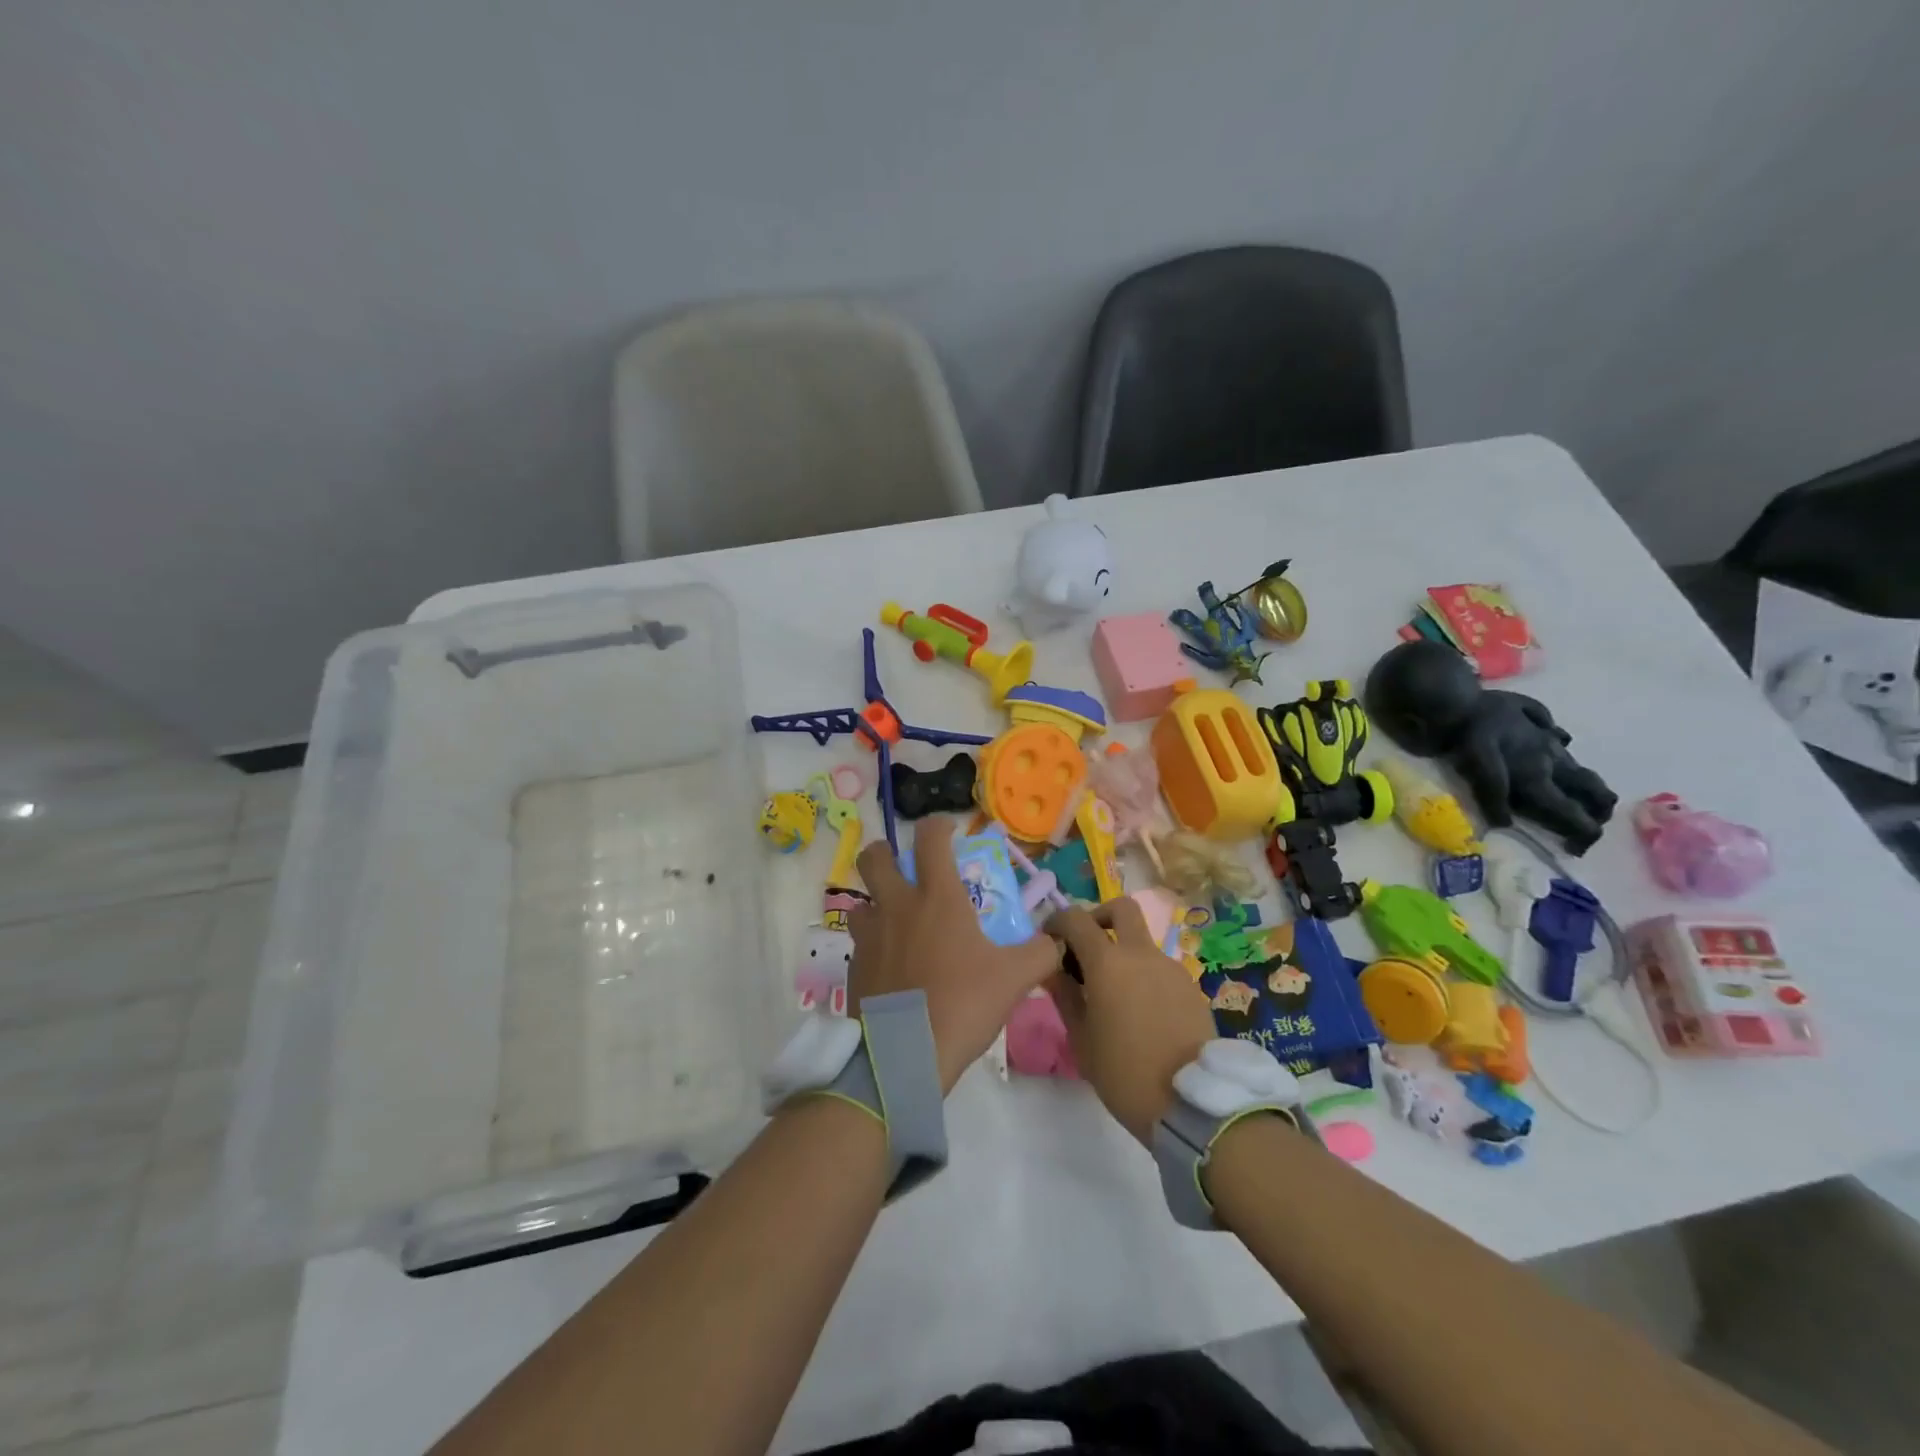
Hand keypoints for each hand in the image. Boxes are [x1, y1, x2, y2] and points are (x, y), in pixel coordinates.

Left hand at [848, 819, 1060, 1092]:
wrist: (905, 1055)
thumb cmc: (962, 1005)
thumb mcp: (1014, 978)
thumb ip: (1042, 952)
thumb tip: (1060, 938)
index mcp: (936, 897)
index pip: (930, 837)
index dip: (939, 825)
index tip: (950, 831)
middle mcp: (897, 905)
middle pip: (875, 856)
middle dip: (887, 851)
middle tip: (905, 866)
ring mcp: (869, 935)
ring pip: (862, 899)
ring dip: (877, 900)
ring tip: (899, 920)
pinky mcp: (853, 965)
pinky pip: (860, 940)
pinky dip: (874, 941)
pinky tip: (892, 964)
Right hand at [1045, 901, 1216, 1144]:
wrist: (1192, 1104)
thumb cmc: (1124, 1073)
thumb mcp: (1081, 1039)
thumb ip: (1064, 994)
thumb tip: (1052, 967)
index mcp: (1108, 962)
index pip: (1076, 919)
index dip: (1058, 922)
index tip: (1050, 940)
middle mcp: (1142, 954)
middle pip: (1122, 908)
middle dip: (1099, 917)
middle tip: (1087, 946)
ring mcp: (1171, 968)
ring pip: (1142, 942)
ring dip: (1123, 953)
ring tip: (1113, 995)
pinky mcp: (1191, 987)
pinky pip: (1160, 969)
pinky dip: (1144, 976)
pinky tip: (1141, 1013)